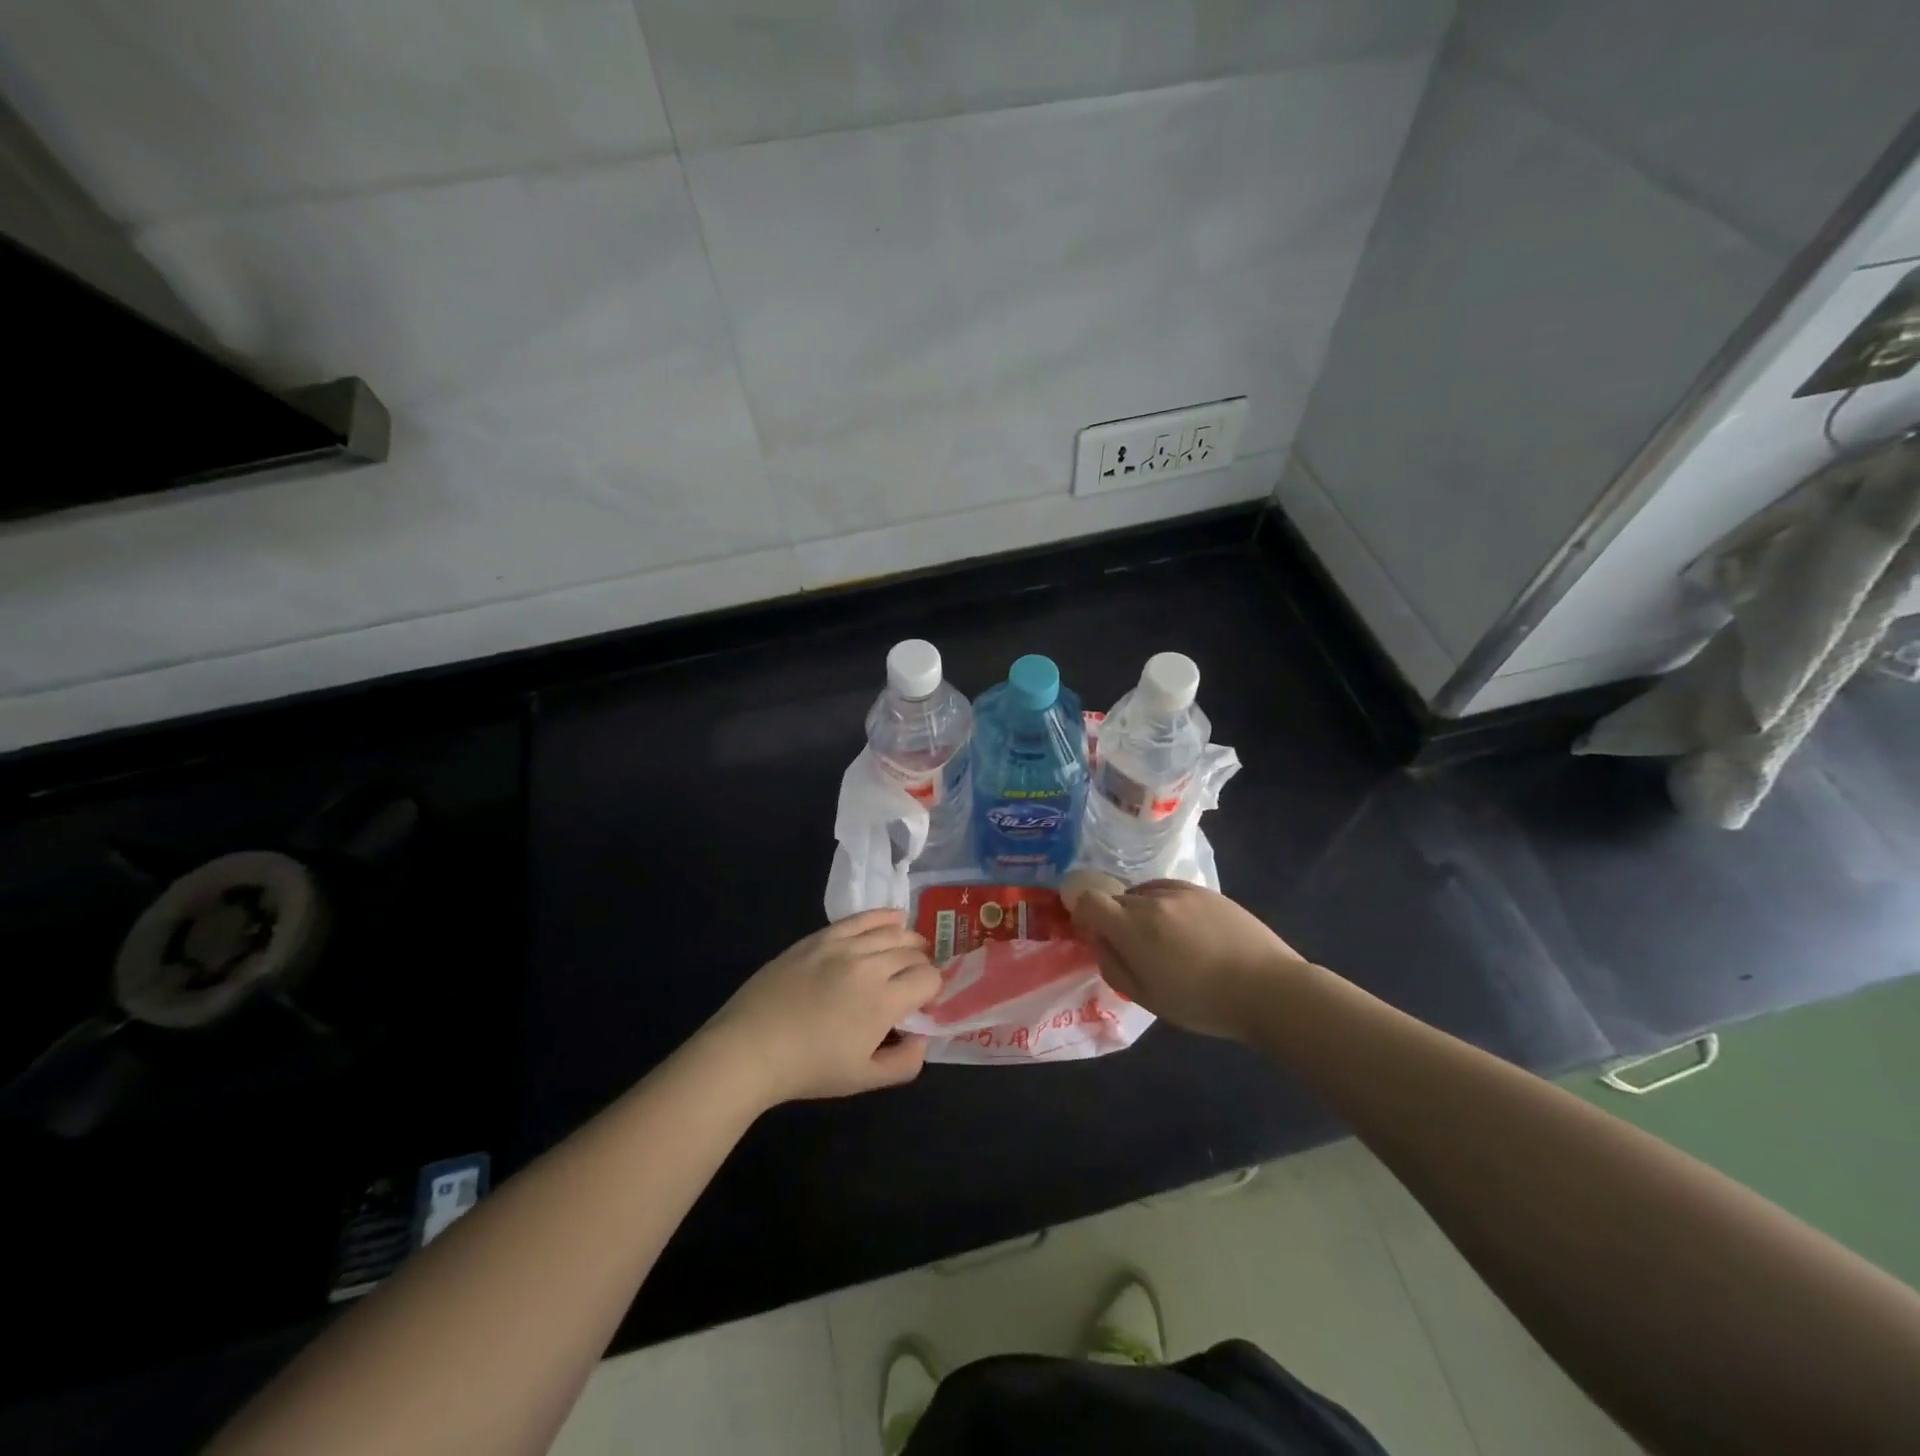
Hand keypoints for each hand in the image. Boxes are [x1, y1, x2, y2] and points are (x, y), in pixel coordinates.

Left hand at [704, 910, 942, 1105]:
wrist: (751, 1047)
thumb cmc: (809, 1068)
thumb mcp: (863, 1080)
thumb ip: (905, 1063)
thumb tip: (922, 1037)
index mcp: (885, 1001)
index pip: (929, 979)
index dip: (932, 990)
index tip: (922, 1004)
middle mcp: (870, 965)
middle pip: (912, 954)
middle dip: (921, 967)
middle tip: (913, 983)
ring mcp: (843, 946)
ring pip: (892, 932)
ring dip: (909, 941)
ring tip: (911, 950)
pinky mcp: (821, 937)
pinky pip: (861, 918)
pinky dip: (883, 916)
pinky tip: (895, 919)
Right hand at [1070, 881, 1307, 1040]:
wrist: (1268, 989)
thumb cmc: (1203, 1003)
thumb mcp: (1147, 997)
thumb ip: (1113, 965)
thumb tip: (1098, 941)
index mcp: (1133, 927)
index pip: (1089, 900)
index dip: (1084, 914)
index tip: (1095, 935)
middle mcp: (1152, 900)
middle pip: (1117, 898)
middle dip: (1115, 919)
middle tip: (1134, 948)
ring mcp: (1181, 891)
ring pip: (1143, 893)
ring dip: (1142, 912)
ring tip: (1165, 940)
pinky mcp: (1206, 890)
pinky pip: (1170, 890)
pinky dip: (1165, 905)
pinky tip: (1186, 930)